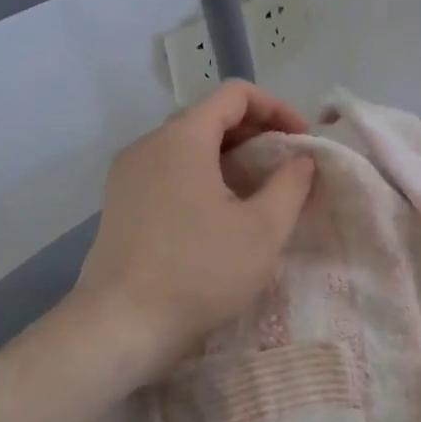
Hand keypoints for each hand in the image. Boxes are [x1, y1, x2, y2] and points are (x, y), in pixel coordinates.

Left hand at [72, 81, 316, 384]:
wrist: (119, 327)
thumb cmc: (199, 272)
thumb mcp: (263, 230)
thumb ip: (291, 184)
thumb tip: (301, 159)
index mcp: (183, 138)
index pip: (235, 94)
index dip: (276, 108)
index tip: (300, 142)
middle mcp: (149, 144)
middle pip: (210, 115)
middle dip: (255, 133)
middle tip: (285, 167)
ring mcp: (128, 173)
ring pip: (188, 144)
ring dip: (229, 156)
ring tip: (257, 191)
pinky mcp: (119, 201)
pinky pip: (168, 169)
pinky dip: (201, 174)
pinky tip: (219, 213)